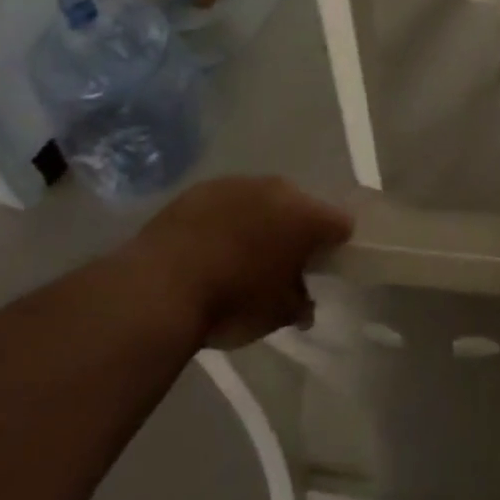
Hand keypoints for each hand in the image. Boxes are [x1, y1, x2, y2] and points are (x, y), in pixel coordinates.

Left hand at [128, 176, 351, 346]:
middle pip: (300, 206)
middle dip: (296, 230)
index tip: (326, 265)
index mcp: (306, 216)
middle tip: (283, 261)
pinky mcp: (199, 189)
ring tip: (241, 254)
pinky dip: (225, 220)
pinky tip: (210, 247)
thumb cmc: (231, 302)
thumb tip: (304, 303)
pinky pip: (225, 203)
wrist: (158, 288)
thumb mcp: (277, 315)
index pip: (340, 224)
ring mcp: (236, 184)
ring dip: (260, 221)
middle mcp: (277, 189)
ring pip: (262, 200)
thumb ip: (299, 303)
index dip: (338, 245)